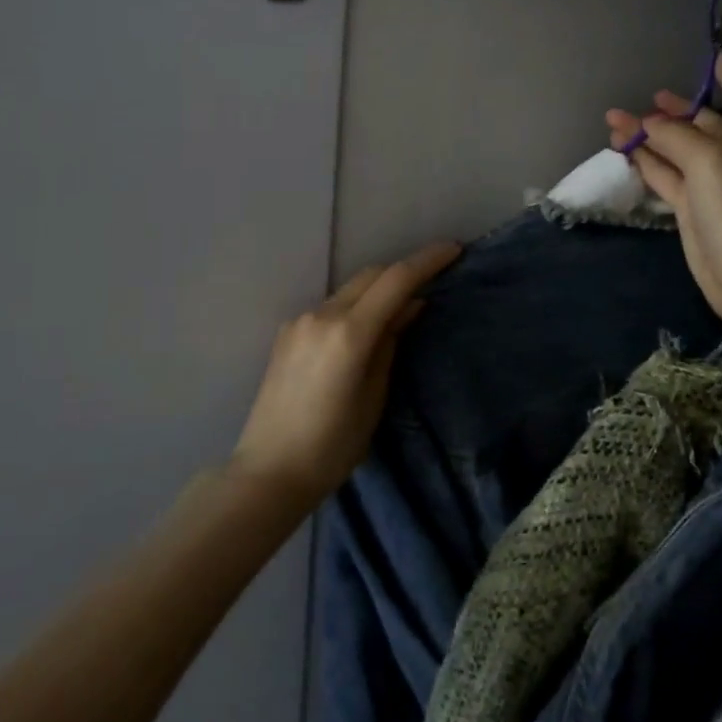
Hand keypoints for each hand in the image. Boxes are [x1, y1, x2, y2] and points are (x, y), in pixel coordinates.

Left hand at [230, 240, 461, 510]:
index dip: (427, 260)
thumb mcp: (374, 397)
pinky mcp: (287, 333)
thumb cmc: (331, 446)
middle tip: (434, 276)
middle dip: (404, 270)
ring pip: (350, 289)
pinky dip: (355, 305)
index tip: (453, 249)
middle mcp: (322, 315)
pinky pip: (330, 307)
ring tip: (401, 305)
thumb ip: (390, 343)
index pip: (396, 280)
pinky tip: (364, 327)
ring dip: (378, 288)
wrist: (268, 472)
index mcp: (349, 333)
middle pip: (371, 275)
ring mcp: (300, 321)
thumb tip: (410, 306)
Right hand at [607, 53, 721, 330]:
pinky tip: (623, 149)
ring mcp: (710, 182)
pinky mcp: (691, 206)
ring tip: (615, 120)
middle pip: (703, 123)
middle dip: (675, 110)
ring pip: (675, 149)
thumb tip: (646, 123)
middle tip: (650, 96)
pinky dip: (645, 161)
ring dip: (649, 135)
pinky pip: (664, 174)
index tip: (716, 55)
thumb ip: (674, 135)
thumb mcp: (708, 159)